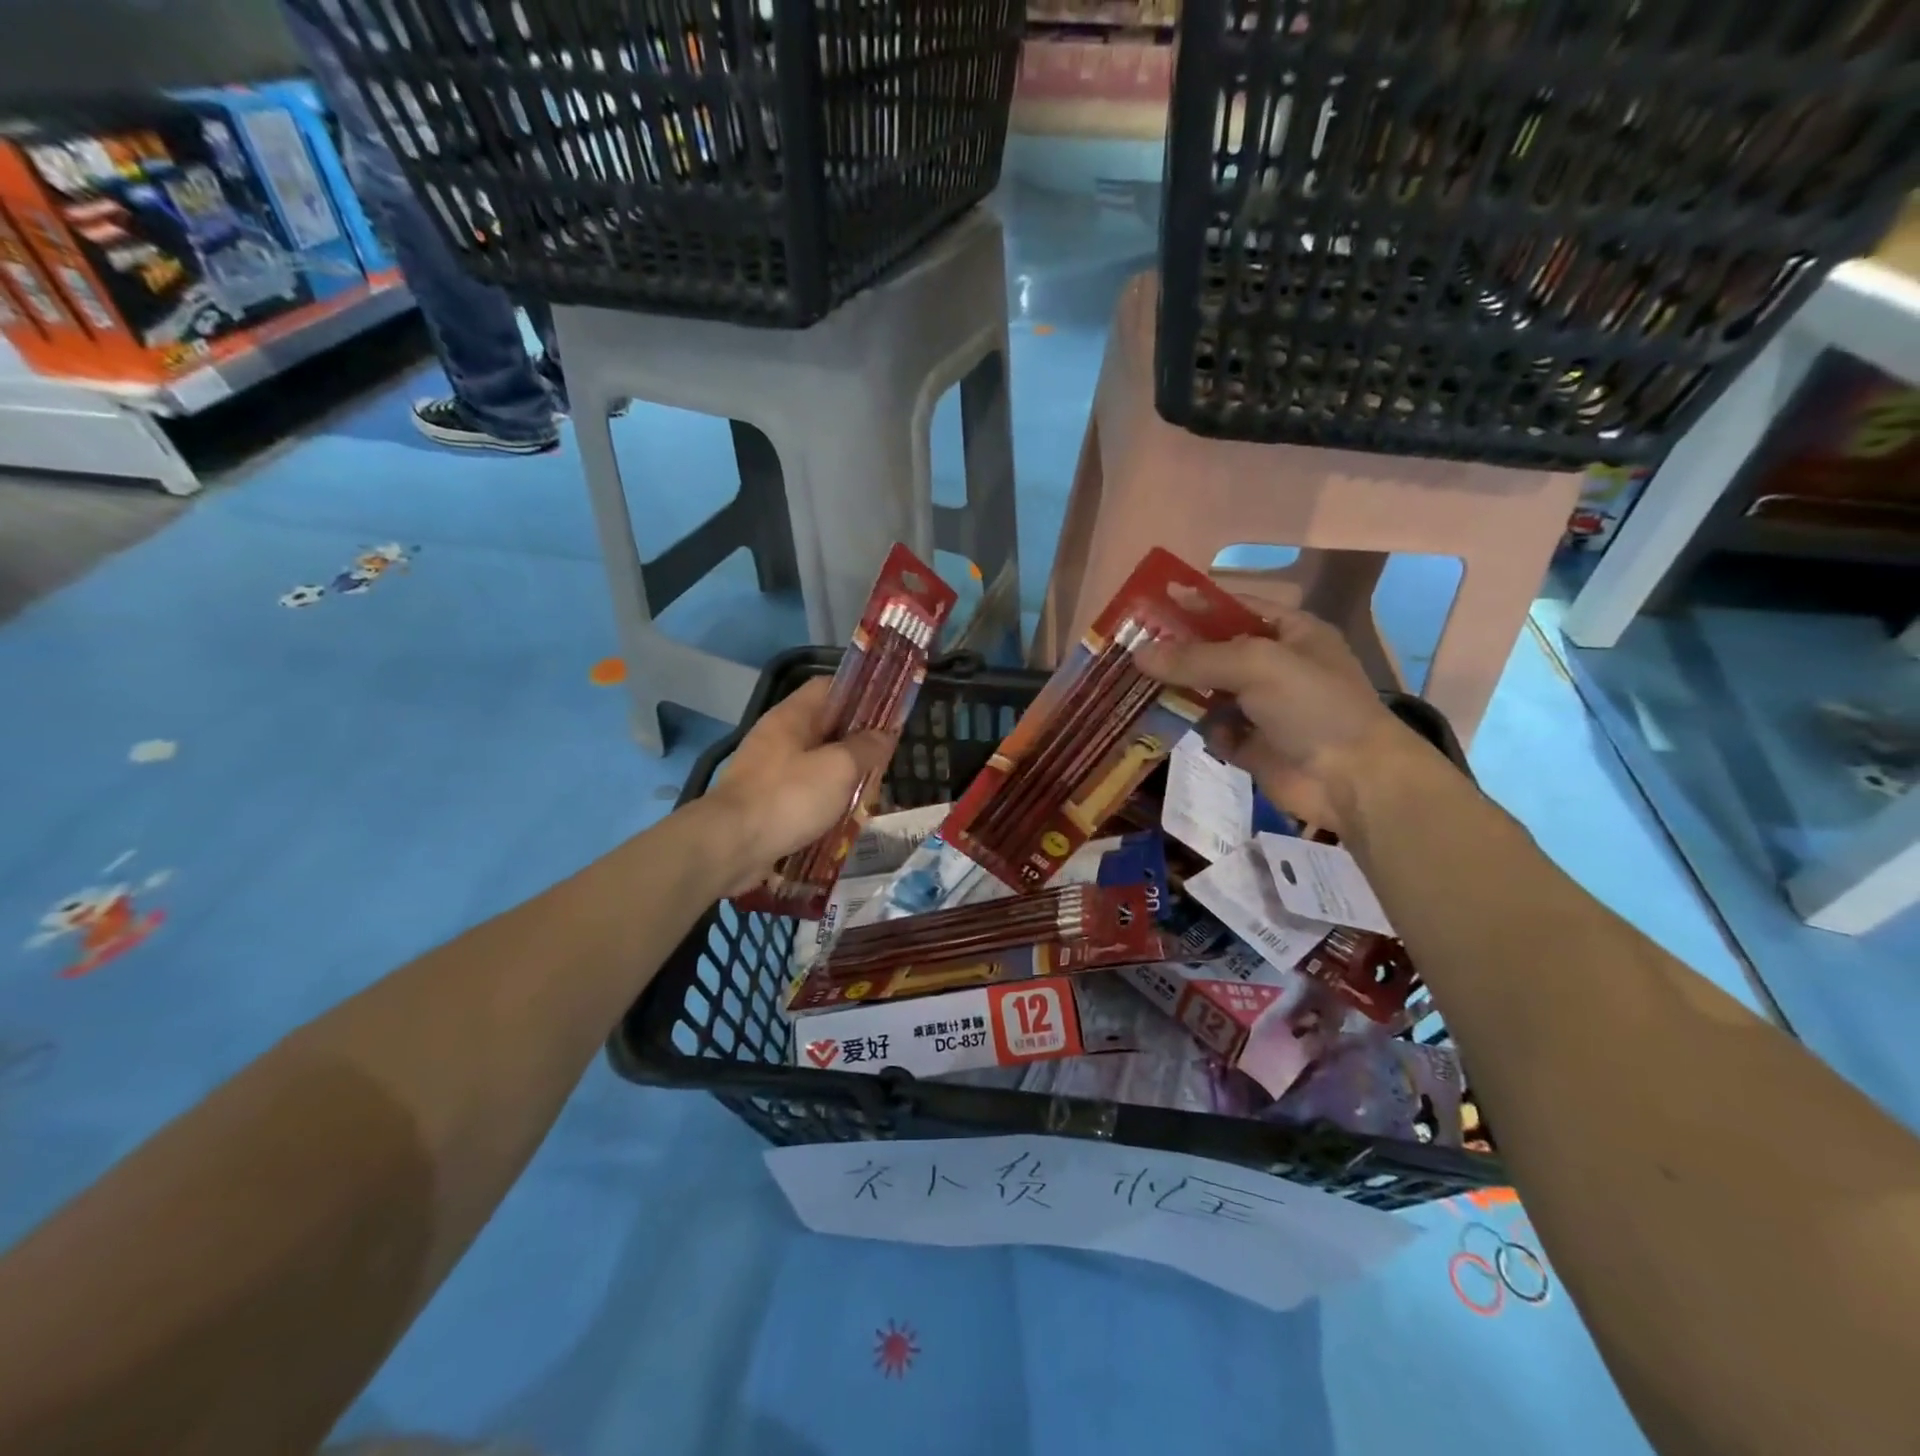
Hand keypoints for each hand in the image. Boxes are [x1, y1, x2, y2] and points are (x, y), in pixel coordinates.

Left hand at [700, 678, 895, 892]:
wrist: (730, 846)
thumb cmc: (788, 797)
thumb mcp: (839, 767)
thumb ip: (866, 747)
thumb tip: (885, 734)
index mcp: (792, 716)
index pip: (829, 687)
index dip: (861, 693)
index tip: (889, 709)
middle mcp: (778, 737)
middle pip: (824, 727)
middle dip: (857, 740)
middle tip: (888, 754)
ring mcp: (769, 771)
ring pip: (816, 762)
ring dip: (843, 774)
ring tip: (873, 787)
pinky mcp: (766, 802)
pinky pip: (803, 793)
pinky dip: (825, 800)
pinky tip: (846, 815)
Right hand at [1136, 609, 1424, 832]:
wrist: (1352, 780)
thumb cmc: (1313, 706)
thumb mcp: (1256, 666)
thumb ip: (1196, 658)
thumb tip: (1138, 654)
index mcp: (1290, 633)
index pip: (1234, 609)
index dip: (1194, 606)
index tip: (1149, 607)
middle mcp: (1276, 667)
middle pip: (1216, 652)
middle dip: (1178, 652)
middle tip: (1131, 651)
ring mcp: (1264, 709)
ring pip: (1210, 692)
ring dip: (1180, 691)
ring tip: (1136, 687)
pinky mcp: (1252, 746)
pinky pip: (1214, 729)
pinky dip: (1198, 728)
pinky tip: (1173, 725)